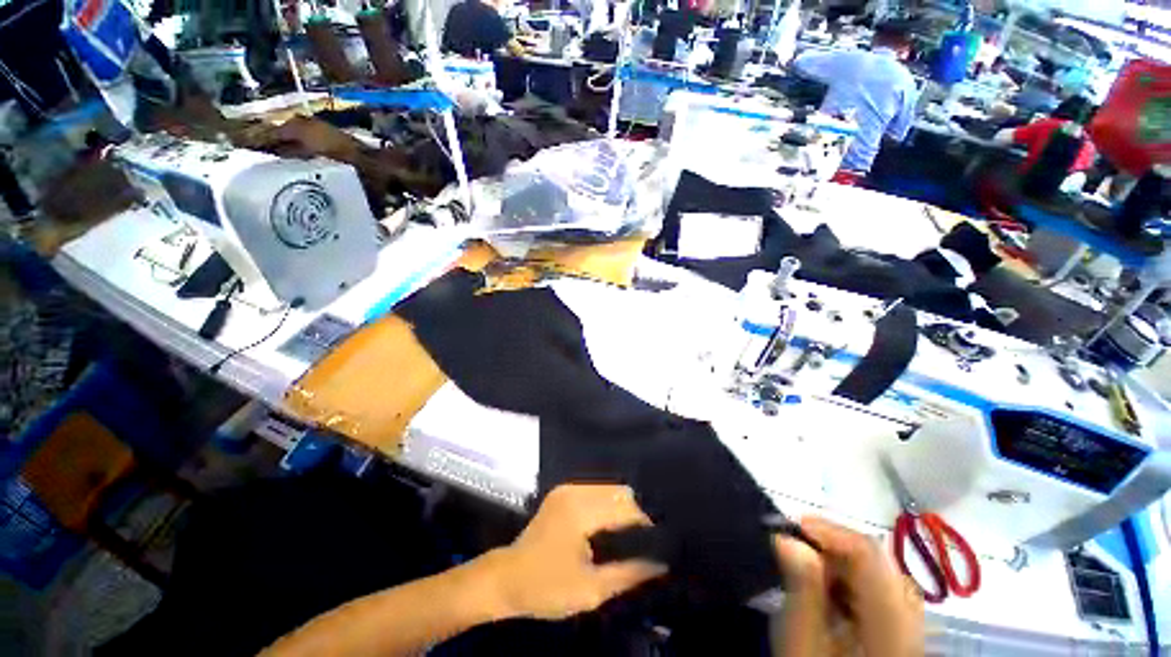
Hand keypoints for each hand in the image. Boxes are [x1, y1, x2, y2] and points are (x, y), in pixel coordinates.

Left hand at [482, 484, 666, 620]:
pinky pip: (596, 491)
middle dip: (636, 515)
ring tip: (632, 535)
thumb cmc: (546, 588)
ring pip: (610, 489)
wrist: (506, 579)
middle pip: (620, 492)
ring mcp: (567, 488)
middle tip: (646, 541)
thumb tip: (661, 564)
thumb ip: (629, 574)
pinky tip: (612, 525)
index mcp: (580, 510)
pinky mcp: (563, 492)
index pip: (626, 507)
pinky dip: (609, 505)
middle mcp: (575, 490)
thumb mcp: (591, 590)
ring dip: (623, 508)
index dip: (646, 524)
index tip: (659, 543)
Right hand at [772, 517, 923, 656]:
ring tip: (808, 571)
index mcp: (891, 630)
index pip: (872, 559)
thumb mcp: (801, 643)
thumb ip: (801, 590)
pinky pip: (881, 595)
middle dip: (834, 548)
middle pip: (881, 566)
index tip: (793, 525)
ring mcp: (910, 632)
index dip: (832, 532)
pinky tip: (829, 596)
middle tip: (796, 549)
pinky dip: (851, 584)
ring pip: (882, 578)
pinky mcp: (902, 636)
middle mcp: (912, 626)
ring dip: (842, 565)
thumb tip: (788, 539)